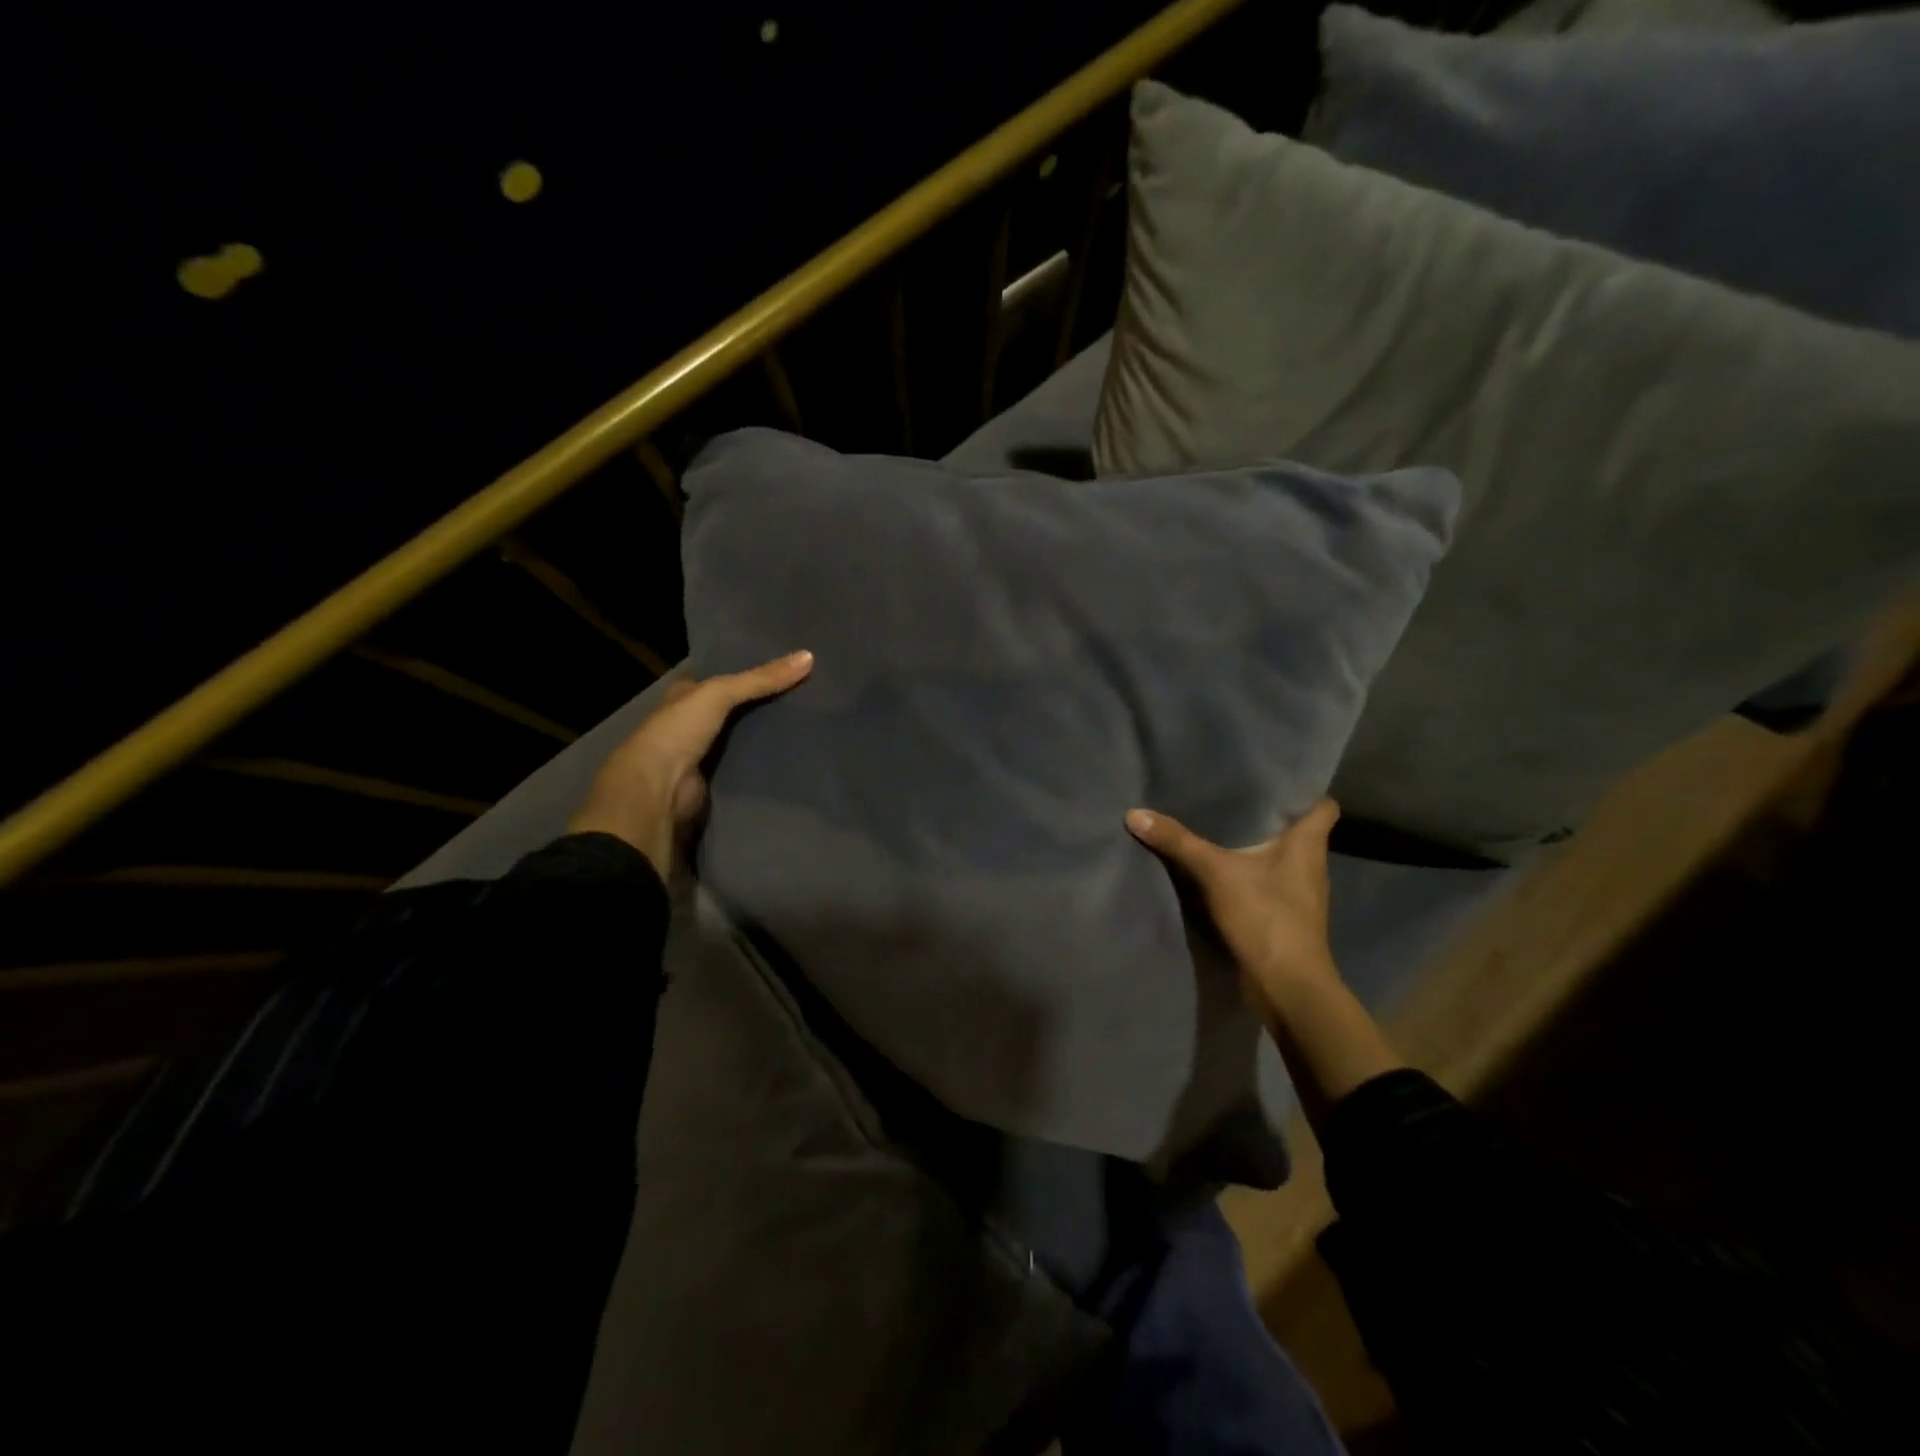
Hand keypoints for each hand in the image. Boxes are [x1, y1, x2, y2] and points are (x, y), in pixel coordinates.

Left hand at [569, 650, 813, 879]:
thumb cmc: (678, 731)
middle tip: (805, 692)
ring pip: (742, 736)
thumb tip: (809, 656)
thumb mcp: (719, 693)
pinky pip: (746, 765)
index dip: (745, 670)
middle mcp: (691, 722)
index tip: (782, 665)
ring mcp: (703, 754)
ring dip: (766, 733)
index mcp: (684, 696)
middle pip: (733, 707)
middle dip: (762, 702)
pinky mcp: (716, 781)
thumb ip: (761, 678)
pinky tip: (794, 753)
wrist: (659, 790)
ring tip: (808, 721)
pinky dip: (764, 761)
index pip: (718, 677)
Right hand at [1125, 799, 1342, 1014]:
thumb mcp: (1216, 872)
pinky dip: (1246, 873)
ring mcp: (1299, 893)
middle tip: (1233, 792)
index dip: (1304, 790)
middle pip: (1296, 829)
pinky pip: (1265, 882)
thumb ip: (1178, 842)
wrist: (1286, 986)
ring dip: (1255, 845)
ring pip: (1279, 857)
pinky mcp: (1283, 916)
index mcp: (1308, 844)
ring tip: (1219, 824)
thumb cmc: (1266, 915)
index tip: (1274, 777)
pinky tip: (1218, 867)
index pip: (1323, 805)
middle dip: (1268, 814)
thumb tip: (1134, 813)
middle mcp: (1310, 864)